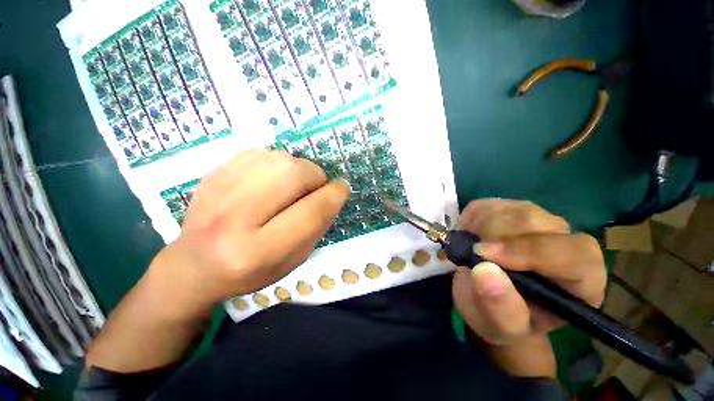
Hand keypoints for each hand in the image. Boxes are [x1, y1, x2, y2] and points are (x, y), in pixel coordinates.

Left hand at [150, 149, 349, 316]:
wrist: (195, 265)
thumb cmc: (252, 271)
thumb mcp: (293, 260)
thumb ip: (317, 227)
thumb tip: (333, 193)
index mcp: (259, 251)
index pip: (311, 211)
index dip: (334, 195)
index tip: (342, 187)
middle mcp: (235, 218)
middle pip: (294, 174)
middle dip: (315, 176)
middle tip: (314, 187)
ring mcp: (218, 191)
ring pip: (279, 158)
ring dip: (297, 168)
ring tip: (292, 185)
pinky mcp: (212, 174)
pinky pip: (259, 153)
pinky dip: (275, 162)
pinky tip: (271, 180)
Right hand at [452, 199, 605, 377]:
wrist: (490, 299)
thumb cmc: (501, 318)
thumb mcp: (500, 327)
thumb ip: (499, 308)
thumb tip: (484, 270)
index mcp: (582, 281)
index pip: (572, 254)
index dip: (527, 251)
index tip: (482, 255)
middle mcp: (568, 244)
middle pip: (535, 222)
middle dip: (494, 235)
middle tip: (470, 252)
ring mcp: (540, 222)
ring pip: (510, 209)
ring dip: (481, 226)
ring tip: (470, 247)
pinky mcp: (512, 210)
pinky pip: (490, 204)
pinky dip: (473, 217)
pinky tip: (471, 235)